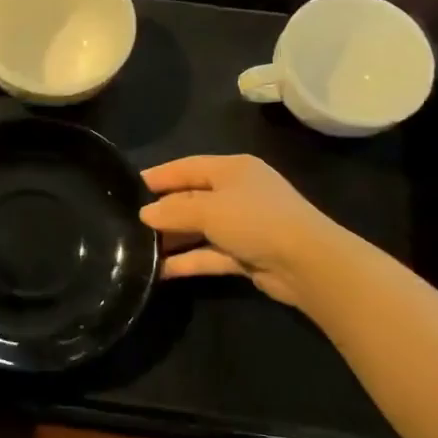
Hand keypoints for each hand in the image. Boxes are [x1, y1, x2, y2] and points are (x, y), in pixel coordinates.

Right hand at [139, 154, 340, 307]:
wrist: (308, 263)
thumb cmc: (255, 220)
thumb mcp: (208, 209)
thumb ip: (173, 210)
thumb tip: (144, 214)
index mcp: (232, 169)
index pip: (187, 167)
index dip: (159, 176)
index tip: (129, 186)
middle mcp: (237, 193)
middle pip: (192, 198)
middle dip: (163, 211)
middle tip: (128, 222)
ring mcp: (243, 225)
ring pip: (199, 229)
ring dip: (173, 239)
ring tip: (138, 249)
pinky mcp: (246, 255)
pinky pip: (209, 254)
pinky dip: (188, 261)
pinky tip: (161, 271)